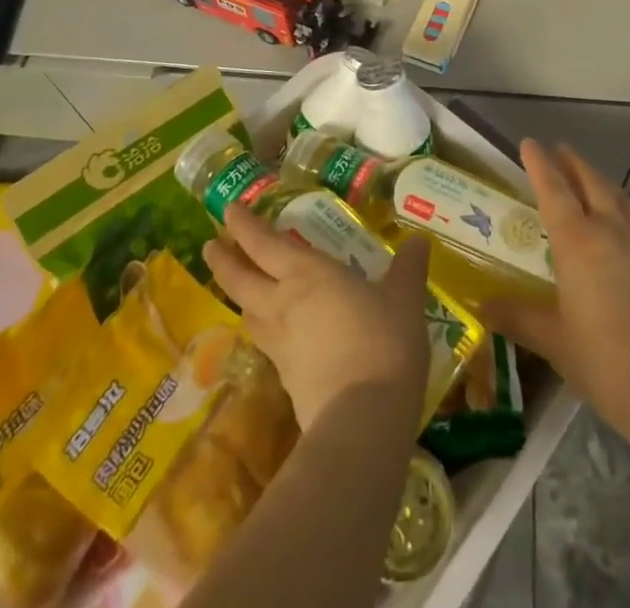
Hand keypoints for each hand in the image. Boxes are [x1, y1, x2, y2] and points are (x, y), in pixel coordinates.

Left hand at [204, 203, 430, 429]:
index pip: (265, 243)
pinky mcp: (285, 379)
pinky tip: (272, 333)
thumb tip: (419, 239)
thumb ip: (408, 268)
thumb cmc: (384, 343)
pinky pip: (265, 342)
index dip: (244, 225)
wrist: (363, 420)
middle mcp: (284, 303)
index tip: (228, 210)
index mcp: (308, 274)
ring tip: (239, 286)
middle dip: (223, 259)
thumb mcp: (405, 299)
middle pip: (241, 279)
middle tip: (210, 243)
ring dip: (237, 294)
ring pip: (247, 312)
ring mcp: (280, 344)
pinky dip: (261, 328)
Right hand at [481, 140, 629, 439]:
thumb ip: (517, 316)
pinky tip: (629, 225)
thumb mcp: (552, 340)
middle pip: (591, 182)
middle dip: (573, 163)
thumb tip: (482, 304)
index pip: (553, 189)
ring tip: (591, 180)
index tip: (530, 143)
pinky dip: (628, 211)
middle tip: (560, 150)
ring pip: (620, 197)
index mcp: (577, 241)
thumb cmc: (603, 361)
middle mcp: (611, 229)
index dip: (540, 164)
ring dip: (601, 182)